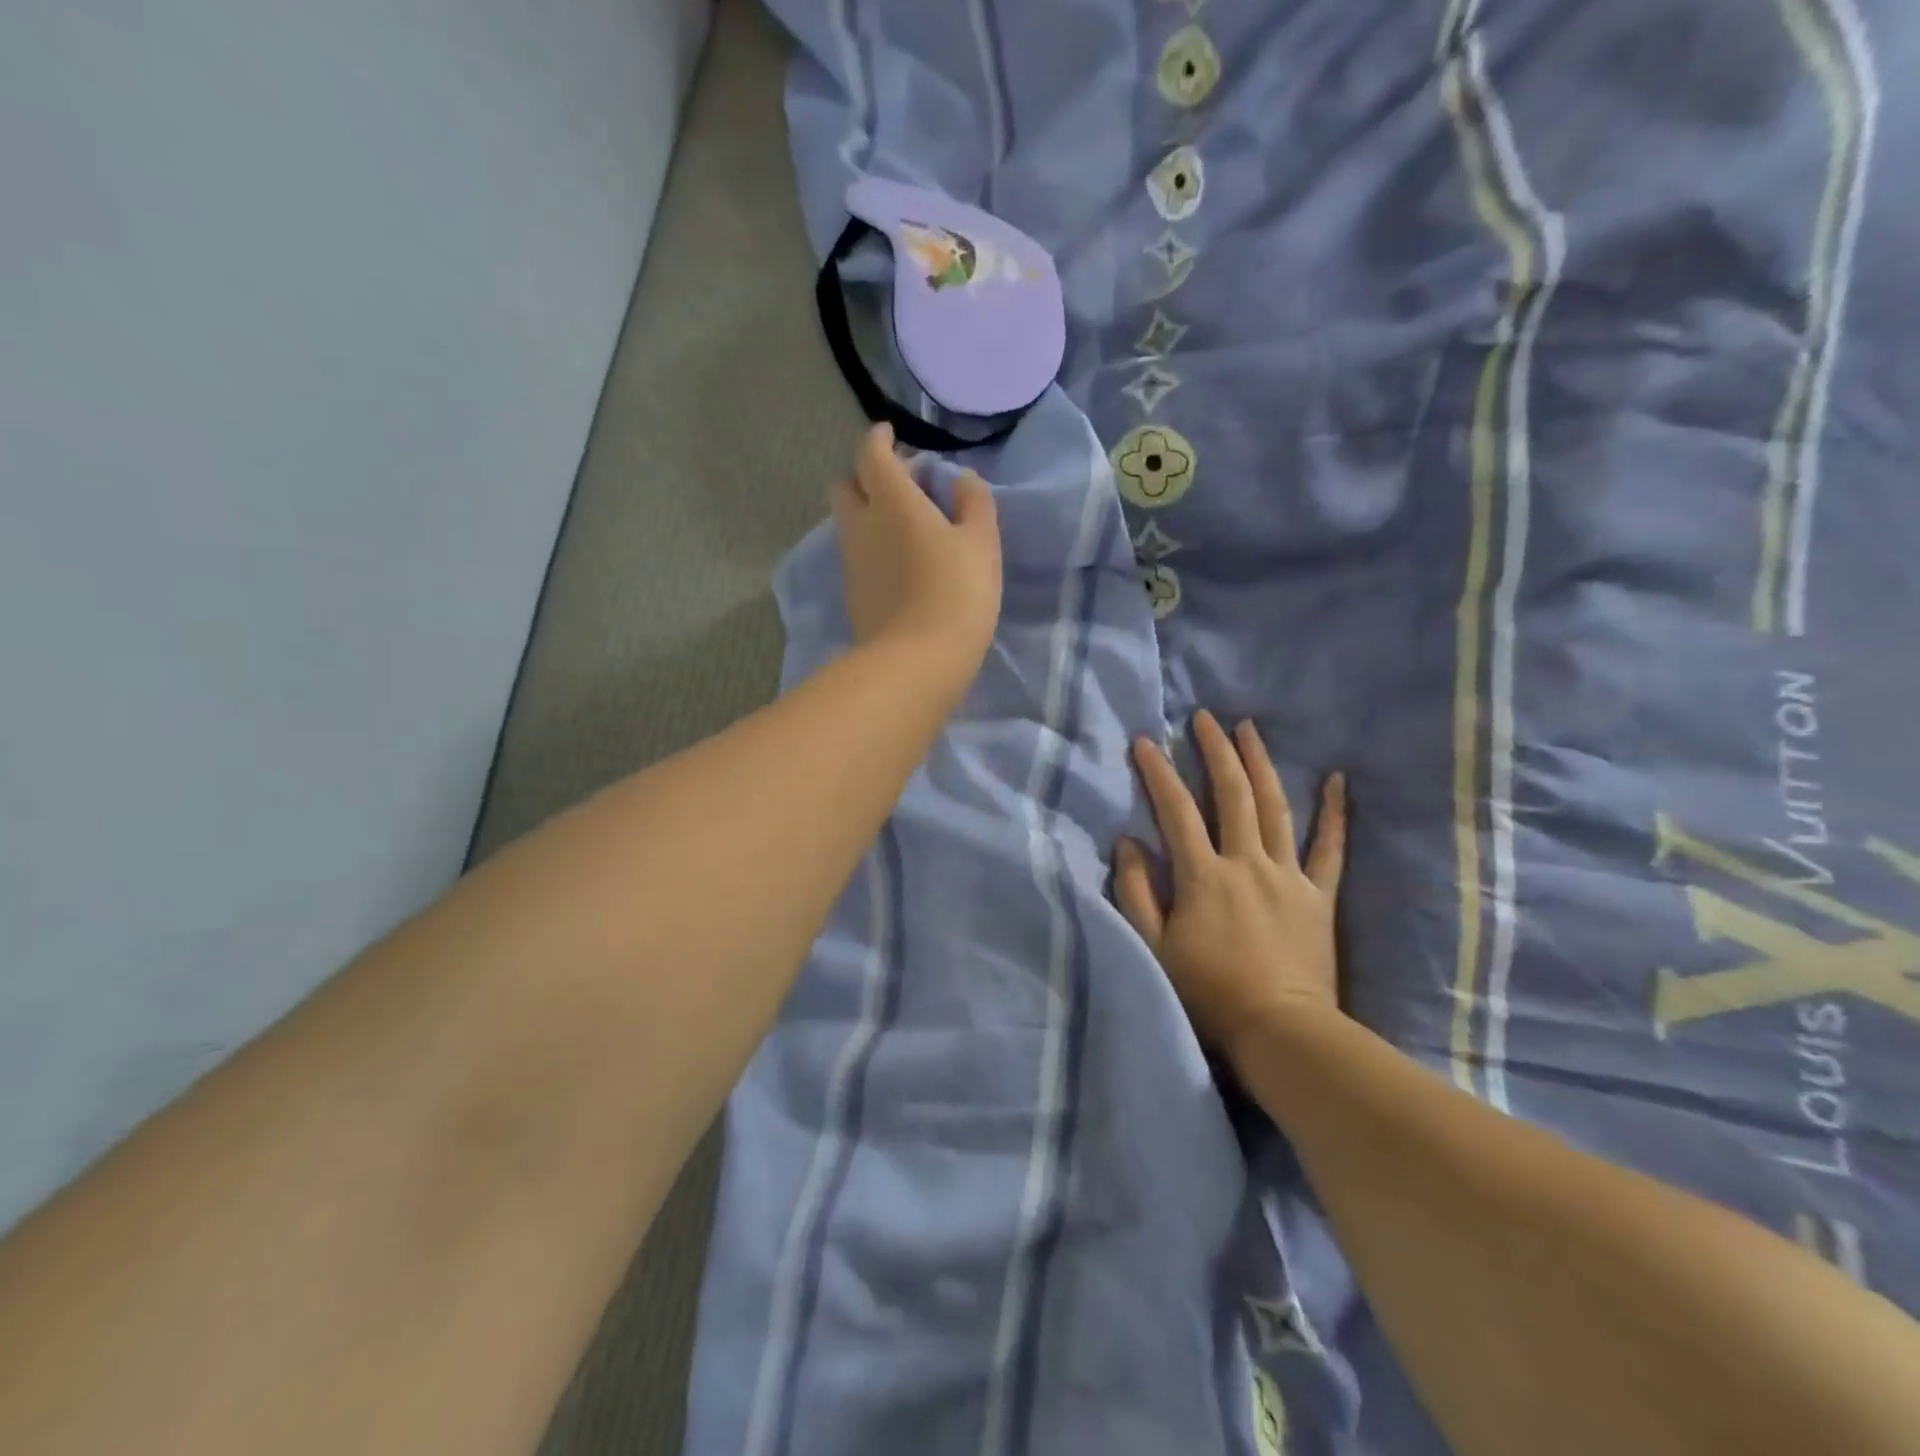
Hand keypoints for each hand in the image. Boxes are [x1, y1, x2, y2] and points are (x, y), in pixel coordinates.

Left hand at [832, 424, 1002, 681]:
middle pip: (846, 486)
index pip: (871, 454)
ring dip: (869, 513)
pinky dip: (872, 546)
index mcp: (891, 500)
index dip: (879, 439)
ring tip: (905, 526)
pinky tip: (900, 563)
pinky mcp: (852, 594)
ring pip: (849, 523)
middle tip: (901, 485)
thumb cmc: (956, 593)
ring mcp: (852, 562)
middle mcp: (861, 525)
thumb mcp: (981, 543)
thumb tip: (961, 480)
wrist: (916, 662)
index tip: (892, 436)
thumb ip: (973, 503)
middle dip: (866, 476)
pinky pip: (857, 555)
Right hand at [1115, 711, 1347, 1062]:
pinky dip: (1334, 813)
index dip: (1159, 772)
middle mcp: (1246, 863)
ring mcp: (1287, 876)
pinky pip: (1330, 848)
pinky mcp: (1318, 895)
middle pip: (1232, 795)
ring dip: (1260, 764)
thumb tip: (1127, 841)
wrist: (1280, 1032)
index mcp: (1203, 875)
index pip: (1176, 810)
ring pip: (1275, 808)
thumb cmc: (1208, 993)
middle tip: (1205, 717)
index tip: (1146, 740)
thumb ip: (1135, 891)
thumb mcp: (1154, 946)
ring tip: (1249, 729)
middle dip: (1215, 751)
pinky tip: (1337, 780)